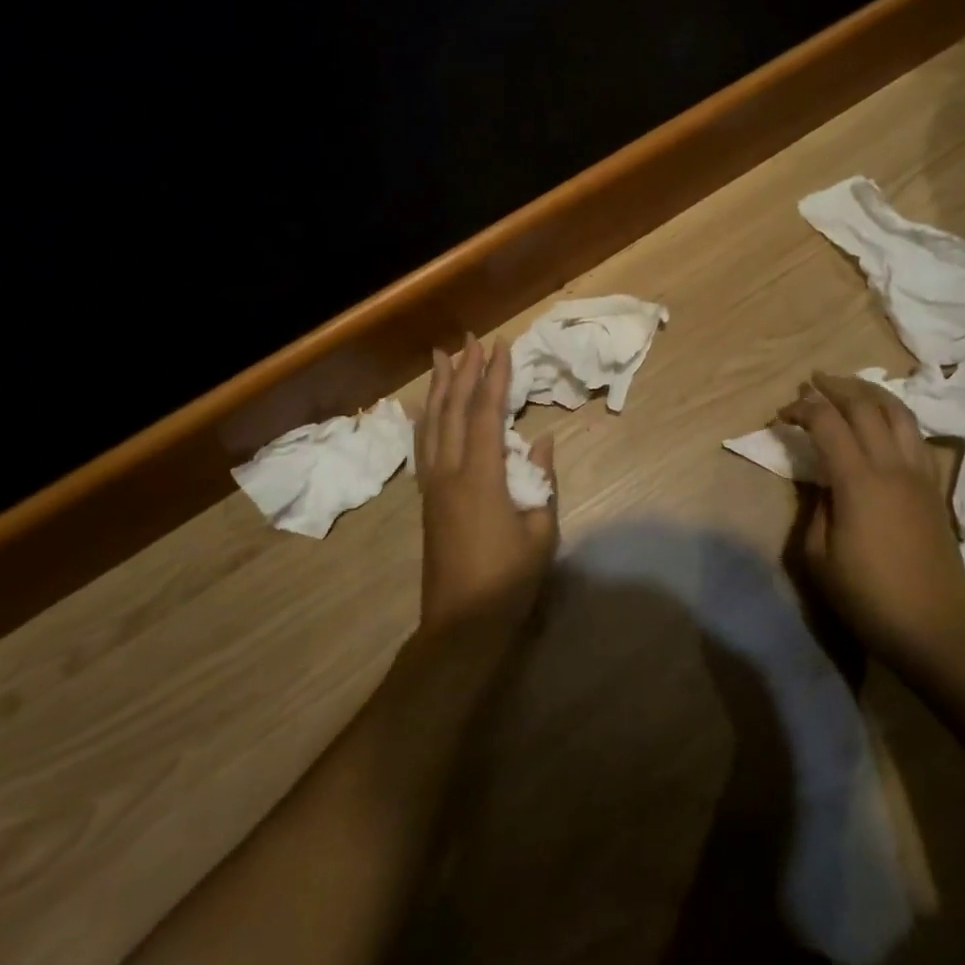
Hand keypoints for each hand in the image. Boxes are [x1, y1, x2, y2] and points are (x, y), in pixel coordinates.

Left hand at [417, 334, 558, 631]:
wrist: (461, 625)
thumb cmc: (508, 581)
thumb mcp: (540, 532)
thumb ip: (541, 481)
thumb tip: (541, 442)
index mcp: (481, 477)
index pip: (486, 414)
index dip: (495, 378)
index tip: (502, 347)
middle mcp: (450, 472)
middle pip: (453, 410)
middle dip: (465, 371)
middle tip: (472, 339)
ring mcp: (433, 485)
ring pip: (432, 424)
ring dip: (439, 387)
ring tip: (442, 357)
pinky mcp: (427, 499)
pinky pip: (423, 446)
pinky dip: (425, 419)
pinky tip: (425, 407)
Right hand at [778, 372, 964, 665]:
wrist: (936, 630)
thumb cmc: (868, 598)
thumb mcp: (819, 557)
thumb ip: (817, 510)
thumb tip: (825, 486)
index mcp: (859, 482)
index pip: (828, 423)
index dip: (803, 409)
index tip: (783, 414)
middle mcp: (892, 467)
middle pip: (866, 406)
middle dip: (835, 387)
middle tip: (812, 382)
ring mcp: (920, 475)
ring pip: (899, 413)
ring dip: (870, 393)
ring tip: (849, 388)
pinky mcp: (935, 489)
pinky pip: (916, 436)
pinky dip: (895, 417)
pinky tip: (882, 423)